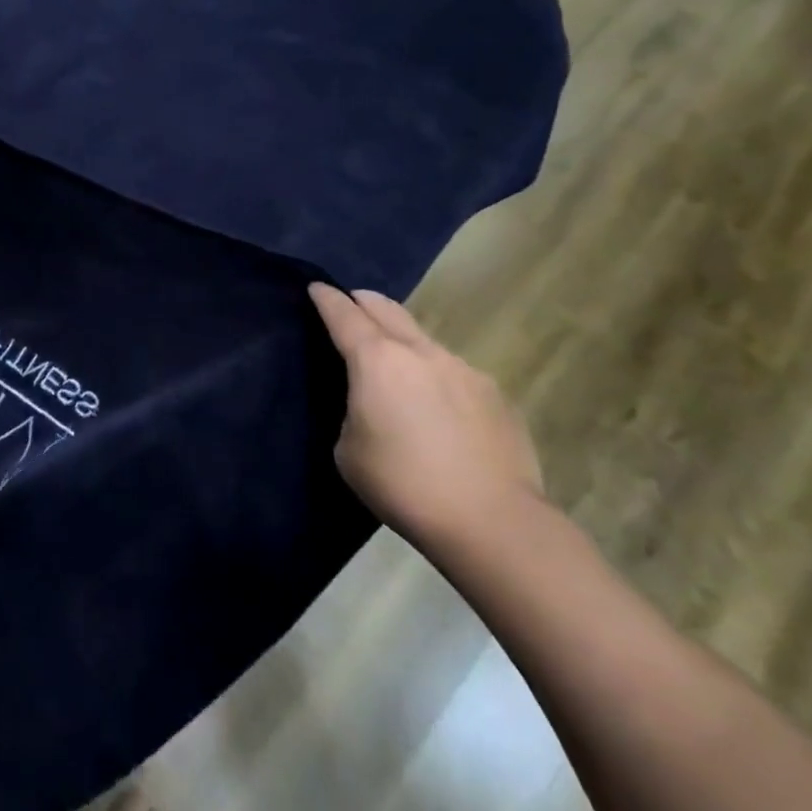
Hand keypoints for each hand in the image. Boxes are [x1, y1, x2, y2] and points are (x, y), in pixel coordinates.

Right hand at [309, 284, 544, 549]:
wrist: (494, 523)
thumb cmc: (404, 485)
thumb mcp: (349, 449)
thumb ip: (354, 411)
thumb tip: (373, 405)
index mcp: (377, 360)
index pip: (343, 314)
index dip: (326, 298)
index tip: (316, 287)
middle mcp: (421, 352)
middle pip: (386, 309)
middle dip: (364, 302)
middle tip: (351, 305)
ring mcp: (463, 369)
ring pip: (423, 340)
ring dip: (403, 342)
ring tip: (397, 368)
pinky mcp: (496, 395)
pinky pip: (454, 373)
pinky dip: (436, 377)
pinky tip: (439, 410)